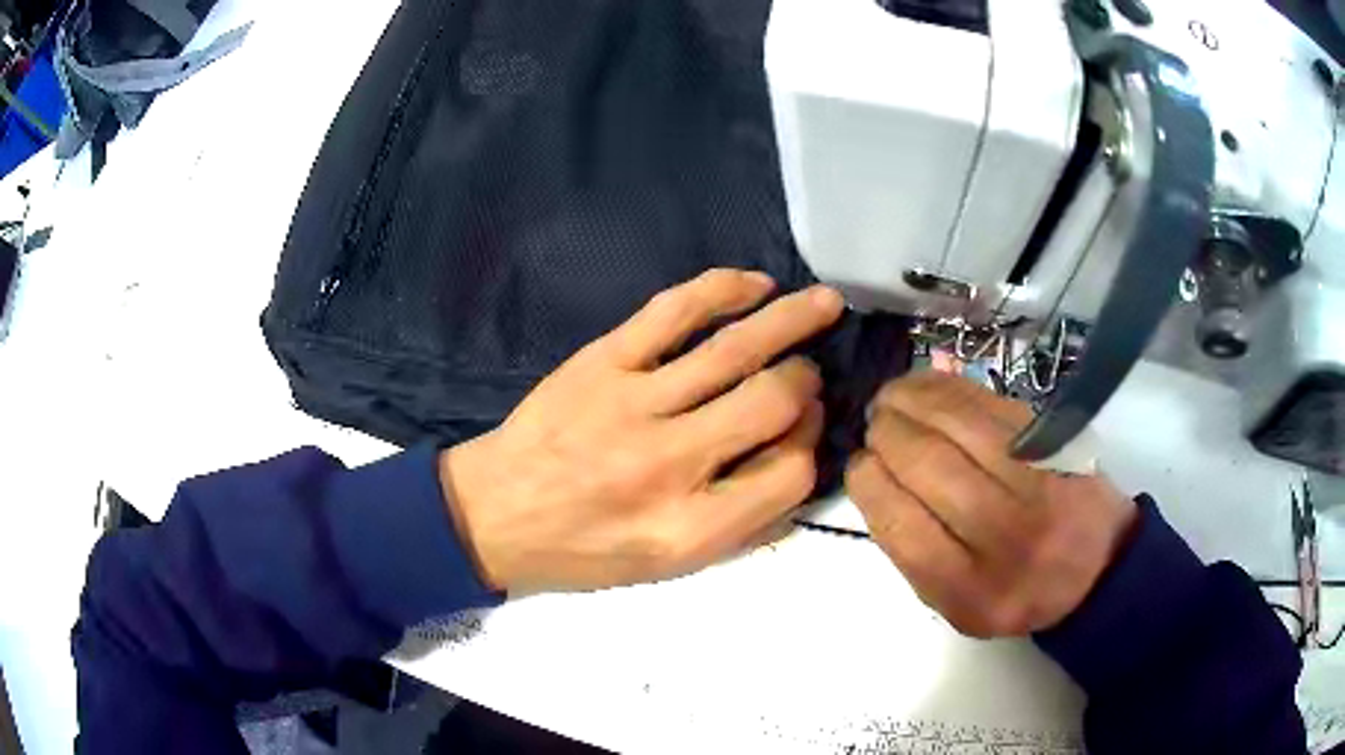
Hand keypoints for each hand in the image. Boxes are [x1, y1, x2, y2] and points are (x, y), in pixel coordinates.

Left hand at [441, 270, 844, 594]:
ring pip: (734, 350)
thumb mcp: (667, 567)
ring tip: (826, 304)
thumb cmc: (585, 550)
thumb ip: (740, 527)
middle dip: (805, 382)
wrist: (495, 514)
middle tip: (807, 374)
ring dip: (792, 320)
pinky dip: (722, 290)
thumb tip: (799, 463)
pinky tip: (756, 285)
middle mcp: (669, 464)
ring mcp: (633, 404)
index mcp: (689, 529)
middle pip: (772, 403)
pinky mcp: (602, 362)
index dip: (810, 445)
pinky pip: (674, 312)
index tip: (804, 429)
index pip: (790, 475)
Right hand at [846, 372, 1138, 637]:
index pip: (903, 525)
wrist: (1096, 570)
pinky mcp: (1055, 444)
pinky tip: (926, 386)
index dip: (870, 483)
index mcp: (971, 591)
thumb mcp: (956, 605)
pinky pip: (991, 404)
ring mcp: (1037, 484)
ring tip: (891, 397)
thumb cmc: (1016, 592)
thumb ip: (915, 555)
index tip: (859, 463)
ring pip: (959, 424)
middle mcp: (1006, 537)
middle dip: (887, 433)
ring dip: (912, 400)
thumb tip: (876, 478)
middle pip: (928, 467)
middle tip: (874, 423)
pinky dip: (949, 388)